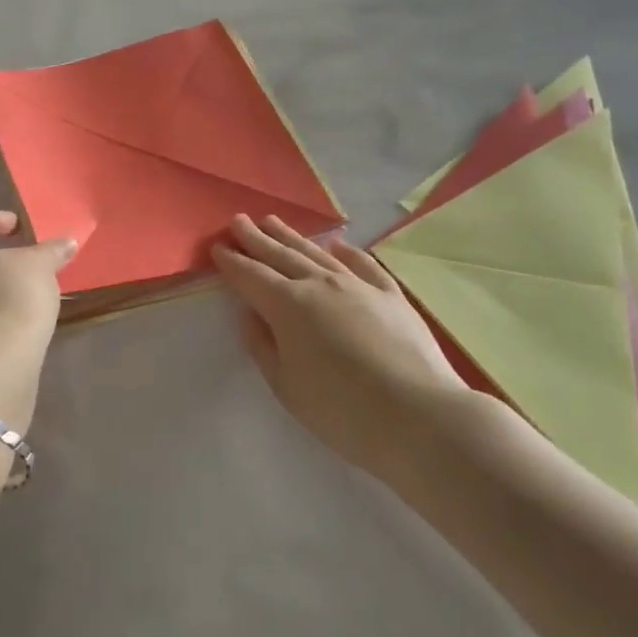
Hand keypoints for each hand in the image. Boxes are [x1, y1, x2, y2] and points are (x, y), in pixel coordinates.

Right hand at [214, 214, 463, 474]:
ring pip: (317, 253)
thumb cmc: (341, 410)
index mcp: (288, 306)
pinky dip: (346, 252)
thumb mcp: (286, 386)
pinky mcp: (391, 295)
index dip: (233, 261)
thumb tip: (250, 313)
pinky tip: (336, 245)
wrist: (419, 416)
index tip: (218, 246)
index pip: (252, 276)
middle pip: (280, 255)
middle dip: (256, 238)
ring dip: (291, 236)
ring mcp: (358, 286)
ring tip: (273, 221)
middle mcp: (320, 285)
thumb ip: (263, 345)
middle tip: (238, 220)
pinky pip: (363, 264)